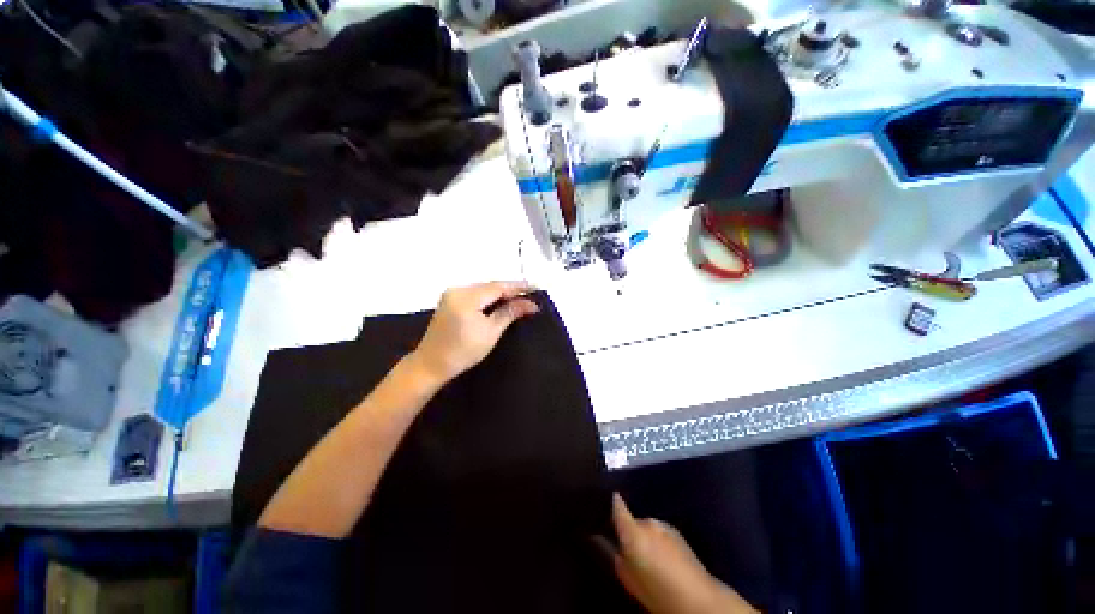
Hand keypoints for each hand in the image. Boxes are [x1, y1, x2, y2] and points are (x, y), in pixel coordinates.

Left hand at [409, 282, 539, 384]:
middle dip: (510, 290)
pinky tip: (500, 302)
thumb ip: (510, 313)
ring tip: (519, 297)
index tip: (536, 287)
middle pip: (490, 286)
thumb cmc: (464, 351)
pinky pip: (475, 294)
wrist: (432, 364)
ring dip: (500, 293)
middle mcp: (458, 290)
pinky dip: (489, 297)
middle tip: (530, 294)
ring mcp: (452, 294)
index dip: (518, 287)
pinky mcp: (450, 300)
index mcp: (467, 297)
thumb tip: (531, 304)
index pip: (498, 287)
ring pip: (483, 289)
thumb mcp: (491, 332)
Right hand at [607, 494, 757, 613]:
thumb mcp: (630, 582)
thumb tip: (618, 551)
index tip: (609, 498)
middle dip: (632, 534)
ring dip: (647, 538)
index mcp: (633, 532)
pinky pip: (660, 533)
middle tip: (632, 553)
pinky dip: (659, 541)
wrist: (697, 598)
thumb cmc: (658, 592)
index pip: (618, 507)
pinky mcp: (678, 533)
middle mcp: (648, 523)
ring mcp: (665, 526)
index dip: (613, 502)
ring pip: (648, 528)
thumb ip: (620, 561)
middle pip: (634, 522)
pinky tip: (664, 559)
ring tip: (651, 559)